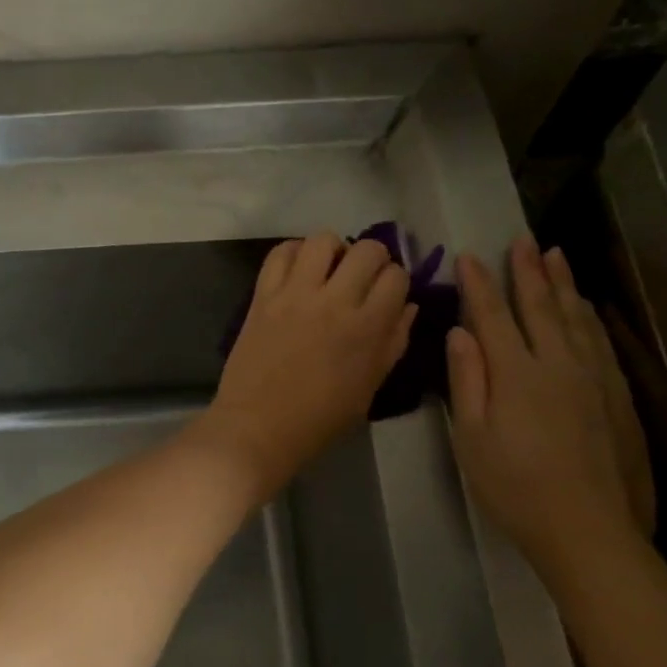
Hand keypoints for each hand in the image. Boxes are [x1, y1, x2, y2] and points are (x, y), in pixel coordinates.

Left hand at [195, 234, 414, 500]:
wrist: (258, 426)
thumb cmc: (320, 418)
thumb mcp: (370, 387)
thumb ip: (393, 342)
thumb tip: (409, 306)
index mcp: (367, 328)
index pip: (397, 277)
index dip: (396, 281)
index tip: (387, 293)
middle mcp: (334, 301)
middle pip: (367, 250)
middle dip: (373, 258)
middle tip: (362, 277)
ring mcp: (294, 294)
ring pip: (322, 240)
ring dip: (333, 249)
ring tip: (328, 269)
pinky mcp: (262, 294)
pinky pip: (279, 253)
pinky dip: (293, 252)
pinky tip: (298, 270)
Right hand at [446, 237, 649, 575]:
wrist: (589, 530)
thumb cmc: (514, 486)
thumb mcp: (472, 437)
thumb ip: (467, 380)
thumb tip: (460, 331)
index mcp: (516, 373)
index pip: (493, 316)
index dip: (480, 284)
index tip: (469, 256)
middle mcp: (558, 365)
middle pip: (541, 307)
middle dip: (528, 271)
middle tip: (523, 239)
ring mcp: (593, 379)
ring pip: (576, 318)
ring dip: (563, 285)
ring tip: (556, 256)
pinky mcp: (617, 397)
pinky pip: (600, 342)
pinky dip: (589, 318)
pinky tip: (586, 309)